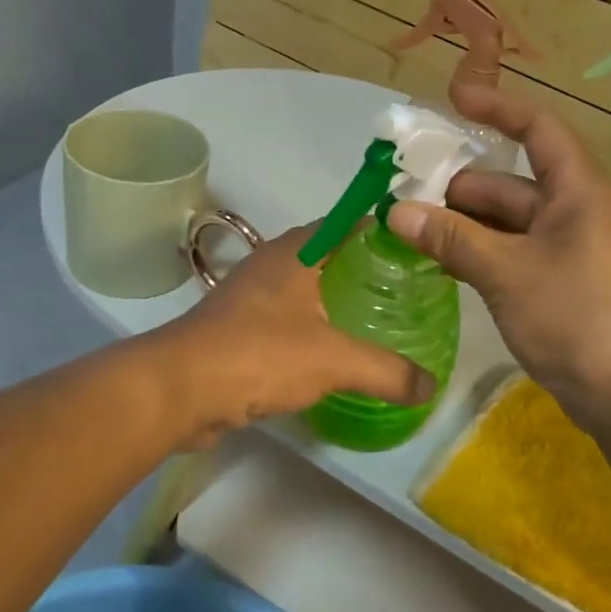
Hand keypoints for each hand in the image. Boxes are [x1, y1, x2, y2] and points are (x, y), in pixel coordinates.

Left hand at [157, 222, 434, 446]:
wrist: (180, 388)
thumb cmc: (260, 354)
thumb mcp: (335, 360)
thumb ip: (387, 371)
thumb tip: (431, 387)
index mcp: (297, 252)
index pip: (348, 223)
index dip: (383, 230)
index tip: (416, 249)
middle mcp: (272, 264)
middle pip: (329, 255)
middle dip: (364, 268)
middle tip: (404, 290)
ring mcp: (250, 296)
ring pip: (305, 288)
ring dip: (335, 300)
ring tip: (376, 320)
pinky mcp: (237, 328)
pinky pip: (286, 319)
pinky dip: (311, 328)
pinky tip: (333, 354)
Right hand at [387, 87, 610, 434]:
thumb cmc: (576, 317)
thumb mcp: (506, 272)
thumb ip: (451, 238)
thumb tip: (394, 211)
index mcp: (579, 190)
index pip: (537, 129)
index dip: (496, 110)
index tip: (452, 103)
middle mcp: (577, 210)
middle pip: (511, 182)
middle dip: (460, 187)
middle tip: (404, 196)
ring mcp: (571, 248)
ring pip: (509, 221)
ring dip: (464, 225)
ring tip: (412, 232)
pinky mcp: (563, 282)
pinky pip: (514, 252)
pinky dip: (481, 253)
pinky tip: (442, 263)